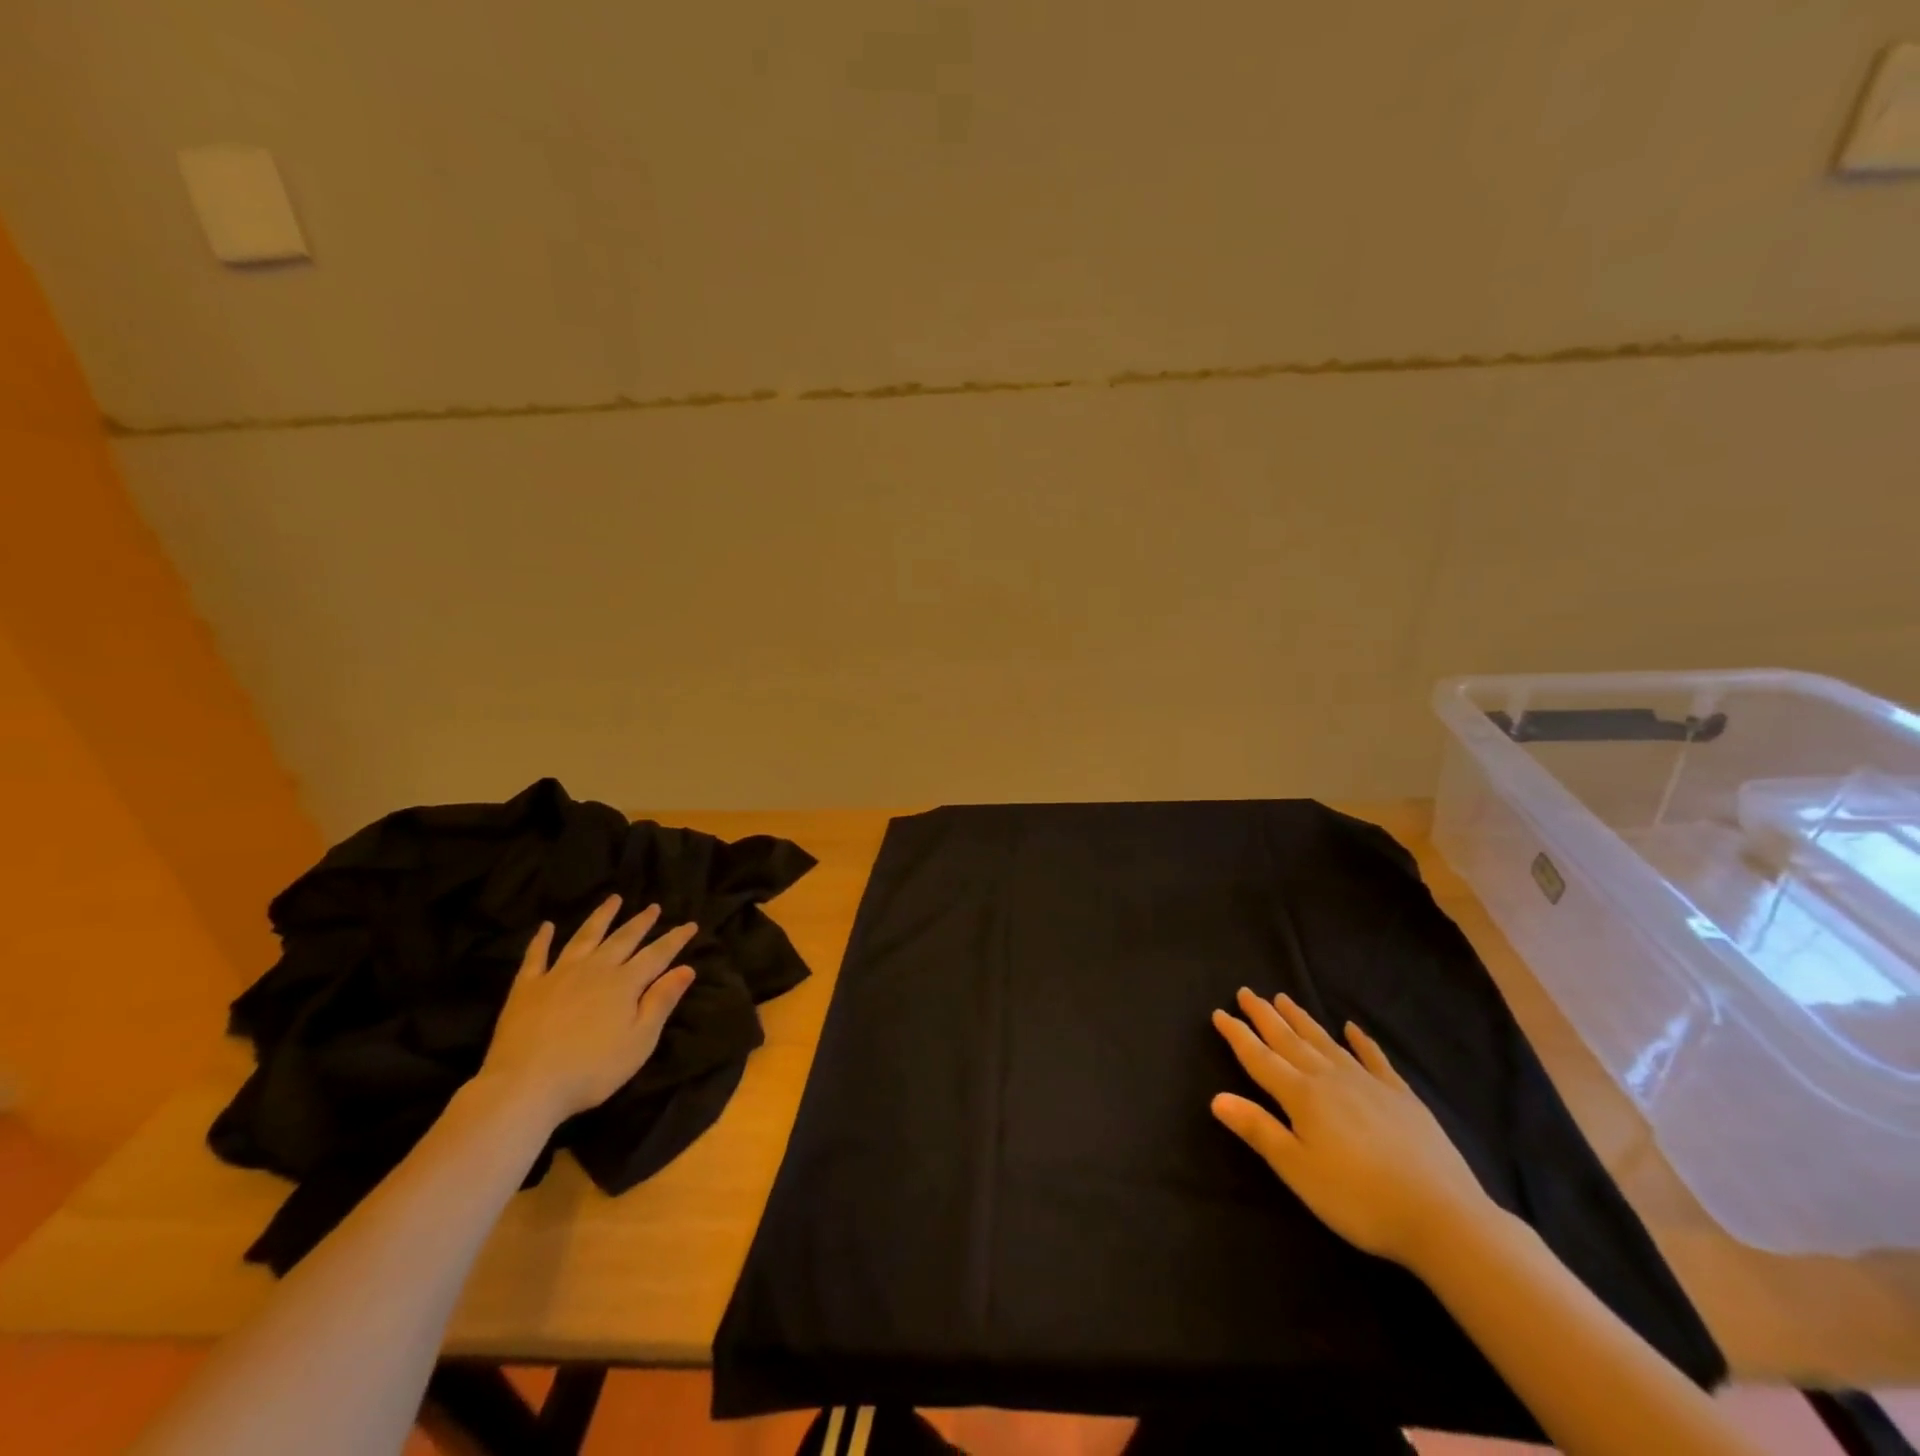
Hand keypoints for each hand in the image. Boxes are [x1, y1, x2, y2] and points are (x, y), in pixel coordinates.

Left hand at [478, 894, 698, 1126]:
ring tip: (613, 900)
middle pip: (623, 939)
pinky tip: (546, 926)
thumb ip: (661, 1002)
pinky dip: (542, 939)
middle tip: (653, 907)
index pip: (657, 954)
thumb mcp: (639, 1041)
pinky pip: (536, 956)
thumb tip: (686, 968)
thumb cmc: (591, 1069)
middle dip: (641, 922)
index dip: (675, 939)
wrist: (525, 1085)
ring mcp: (559, 974)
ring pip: (585, 937)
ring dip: (601, 917)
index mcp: (624, 983)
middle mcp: (595, 969)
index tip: (690, 925)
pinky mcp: (527, 987)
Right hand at [1211, 988, 1493, 1271]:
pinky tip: (1352, 1028)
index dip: (1237, 1035)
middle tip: (1246, 992)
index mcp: (1302, 1096)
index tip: (1219, 1012)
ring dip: (1301, 1019)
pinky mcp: (1401, 1096)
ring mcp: (1368, 1083)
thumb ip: (1258, 1130)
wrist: (1442, 1216)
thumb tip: (1216, 1096)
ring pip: (1325, 1041)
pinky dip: (1361, 1041)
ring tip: (1283, 998)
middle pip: (1290, 1040)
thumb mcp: (1298, 1170)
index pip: (1260, 1058)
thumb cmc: (1358, 1198)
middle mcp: (1330, 1078)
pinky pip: (1374, 1058)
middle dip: (1264, 1017)